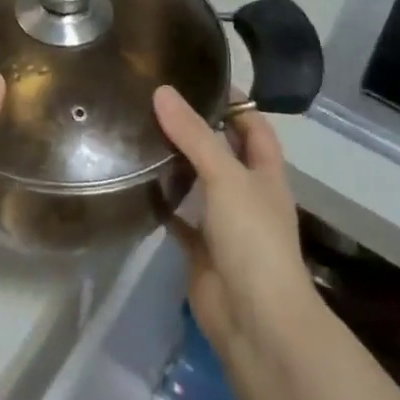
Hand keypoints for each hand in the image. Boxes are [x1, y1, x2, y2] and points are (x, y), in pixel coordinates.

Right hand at [154, 85, 318, 361]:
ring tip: (139, 130)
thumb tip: (162, 91)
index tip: (199, 76)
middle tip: (157, 100)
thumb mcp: (226, 177)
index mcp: (265, 174)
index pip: (254, 126)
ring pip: (198, 183)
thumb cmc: (253, 239)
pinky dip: (161, 202)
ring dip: (176, 162)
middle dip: (197, 128)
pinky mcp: (200, 250)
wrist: (255, 322)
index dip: (234, 101)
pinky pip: (178, 217)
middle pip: (223, 151)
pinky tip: (135, 182)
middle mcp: (247, 194)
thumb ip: (194, 135)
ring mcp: (224, 224)